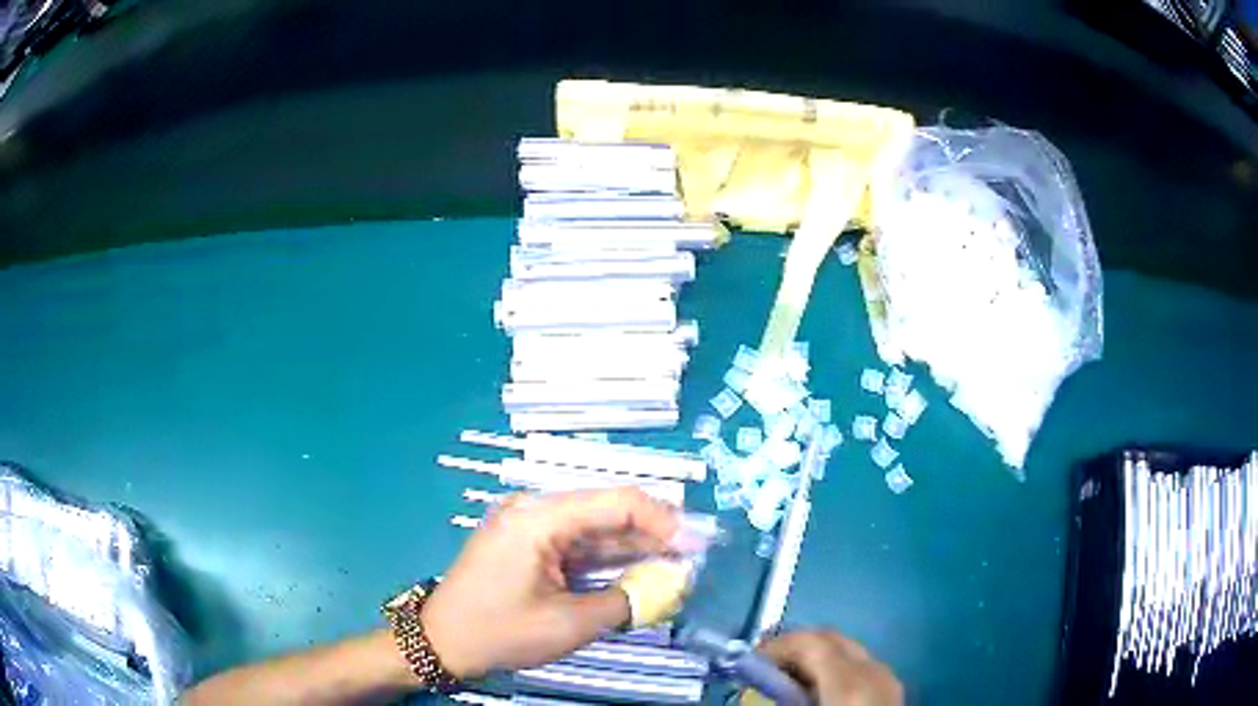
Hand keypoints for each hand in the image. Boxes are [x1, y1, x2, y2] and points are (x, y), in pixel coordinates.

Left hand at [420, 488, 680, 678]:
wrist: (442, 642)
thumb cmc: (500, 631)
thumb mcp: (569, 624)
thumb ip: (627, 601)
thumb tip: (671, 586)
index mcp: (540, 517)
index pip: (616, 501)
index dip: (664, 521)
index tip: (697, 546)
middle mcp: (535, 510)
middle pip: (608, 512)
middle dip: (653, 535)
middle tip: (693, 558)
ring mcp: (530, 526)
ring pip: (596, 530)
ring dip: (634, 548)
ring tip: (675, 567)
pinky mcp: (529, 545)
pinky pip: (578, 545)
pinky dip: (608, 559)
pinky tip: (638, 572)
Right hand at [759, 631, 902, 705]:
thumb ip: (778, 694)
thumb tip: (754, 673)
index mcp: (852, 681)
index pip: (812, 641)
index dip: (777, 644)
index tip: (749, 658)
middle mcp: (875, 670)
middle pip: (833, 639)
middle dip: (795, 645)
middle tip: (763, 662)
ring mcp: (890, 678)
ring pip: (848, 650)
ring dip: (814, 657)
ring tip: (787, 676)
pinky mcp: (893, 688)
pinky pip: (861, 667)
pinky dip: (834, 668)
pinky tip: (817, 687)